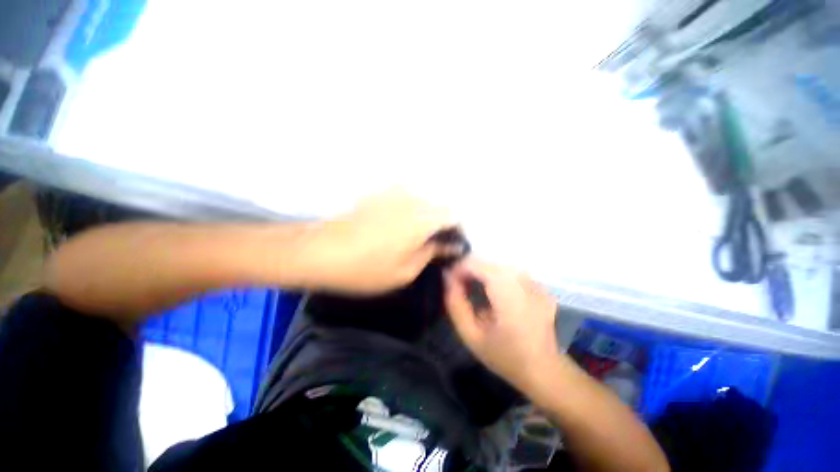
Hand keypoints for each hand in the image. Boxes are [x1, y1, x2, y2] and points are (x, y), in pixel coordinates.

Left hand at [305, 190, 459, 293]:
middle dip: (442, 224)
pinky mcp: (378, 193)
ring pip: (422, 201)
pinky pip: (405, 198)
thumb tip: (447, 245)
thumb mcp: (404, 272)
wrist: (319, 251)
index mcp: (422, 219)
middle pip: (439, 206)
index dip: (456, 230)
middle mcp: (412, 199)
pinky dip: (410, 210)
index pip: (453, 216)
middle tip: (434, 243)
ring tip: (415, 236)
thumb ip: (431, 254)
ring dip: (426, 216)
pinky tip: (397, 226)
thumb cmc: (365, 268)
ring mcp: (393, 193)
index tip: (451, 245)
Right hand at [444, 258, 560, 392]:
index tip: (449, 280)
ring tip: (472, 288)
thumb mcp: (471, 335)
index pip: (478, 264)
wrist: (544, 369)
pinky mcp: (539, 283)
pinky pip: (509, 271)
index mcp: (510, 297)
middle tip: (458, 287)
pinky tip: (492, 292)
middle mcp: (525, 282)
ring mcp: (535, 281)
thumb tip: (447, 276)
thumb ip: (455, 304)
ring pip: (497, 264)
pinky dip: (495, 276)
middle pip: (487, 262)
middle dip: (468, 269)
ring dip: (480, 272)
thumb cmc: (505, 356)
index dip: (459, 267)